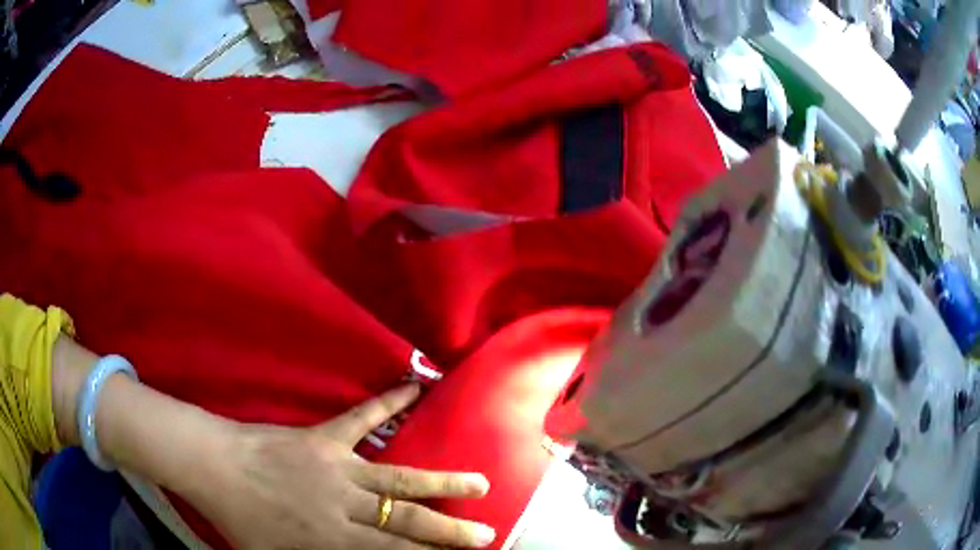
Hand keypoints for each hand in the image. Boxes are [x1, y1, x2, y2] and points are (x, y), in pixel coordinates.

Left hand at [188, 385, 495, 548]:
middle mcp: (344, 505)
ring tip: (479, 482)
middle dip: (450, 529)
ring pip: (398, 477)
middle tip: (488, 532)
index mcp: (331, 539)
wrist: (213, 466)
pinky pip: (362, 418)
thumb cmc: (240, 520)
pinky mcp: (324, 436)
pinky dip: (389, 402)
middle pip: (406, 519)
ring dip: (441, 481)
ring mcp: (337, 467)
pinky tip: (415, 387)